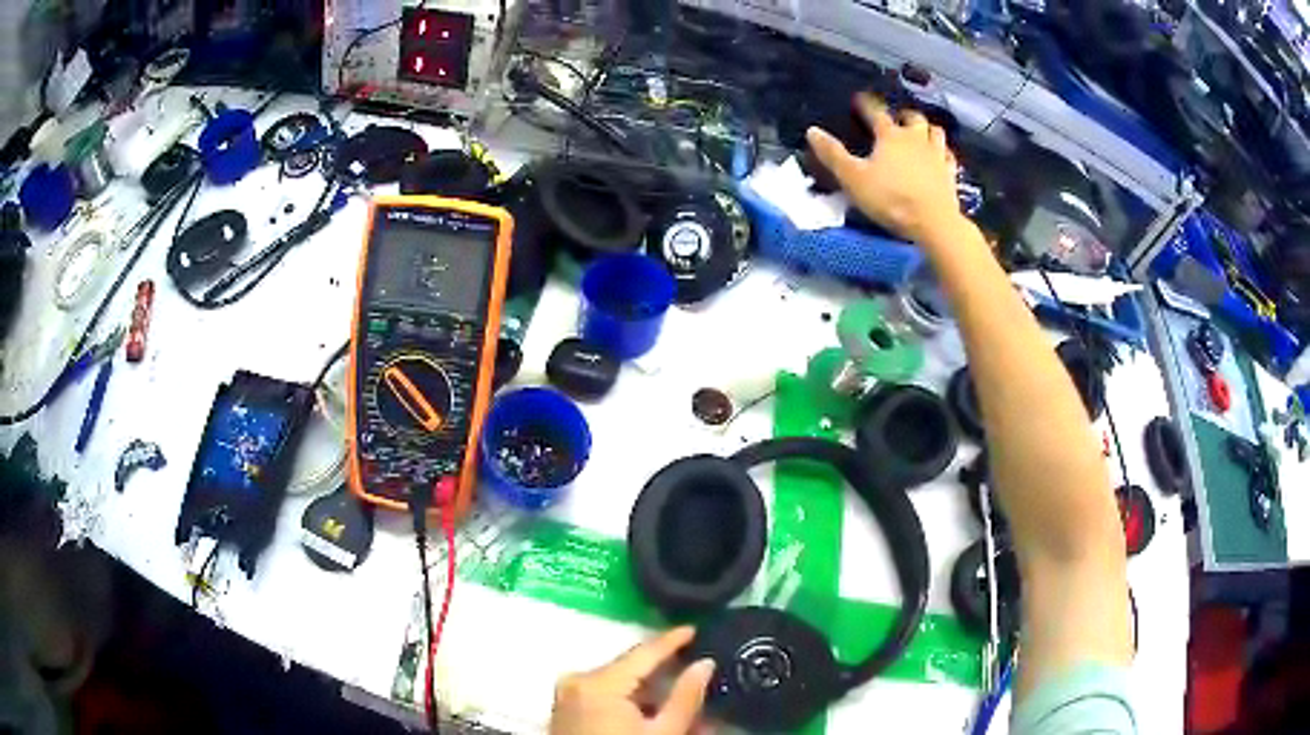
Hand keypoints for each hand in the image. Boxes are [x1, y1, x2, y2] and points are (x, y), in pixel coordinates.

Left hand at [550, 627, 716, 734]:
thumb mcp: (662, 733)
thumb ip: (685, 697)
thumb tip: (705, 664)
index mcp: (598, 682)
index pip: (643, 652)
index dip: (672, 640)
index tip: (696, 628)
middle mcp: (577, 680)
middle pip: (630, 669)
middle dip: (665, 676)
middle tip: (697, 674)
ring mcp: (567, 695)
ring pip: (619, 684)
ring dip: (650, 693)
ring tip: (681, 703)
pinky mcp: (565, 710)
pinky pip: (603, 696)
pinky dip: (631, 703)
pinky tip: (653, 715)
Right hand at [807, 93, 962, 243]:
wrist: (933, 223)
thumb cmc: (890, 198)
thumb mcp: (853, 178)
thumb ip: (833, 154)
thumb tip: (812, 130)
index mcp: (890, 136)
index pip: (876, 112)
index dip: (866, 104)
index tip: (859, 99)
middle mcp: (916, 139)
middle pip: (913, 118)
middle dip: (903, 115)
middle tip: (897, 118)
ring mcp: (937, 155)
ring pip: (935, 132)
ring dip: (927, 129)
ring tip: (921, 133)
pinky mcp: (951, 174)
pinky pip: (949, 156)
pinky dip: (943, 152)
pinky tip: (941, 157)